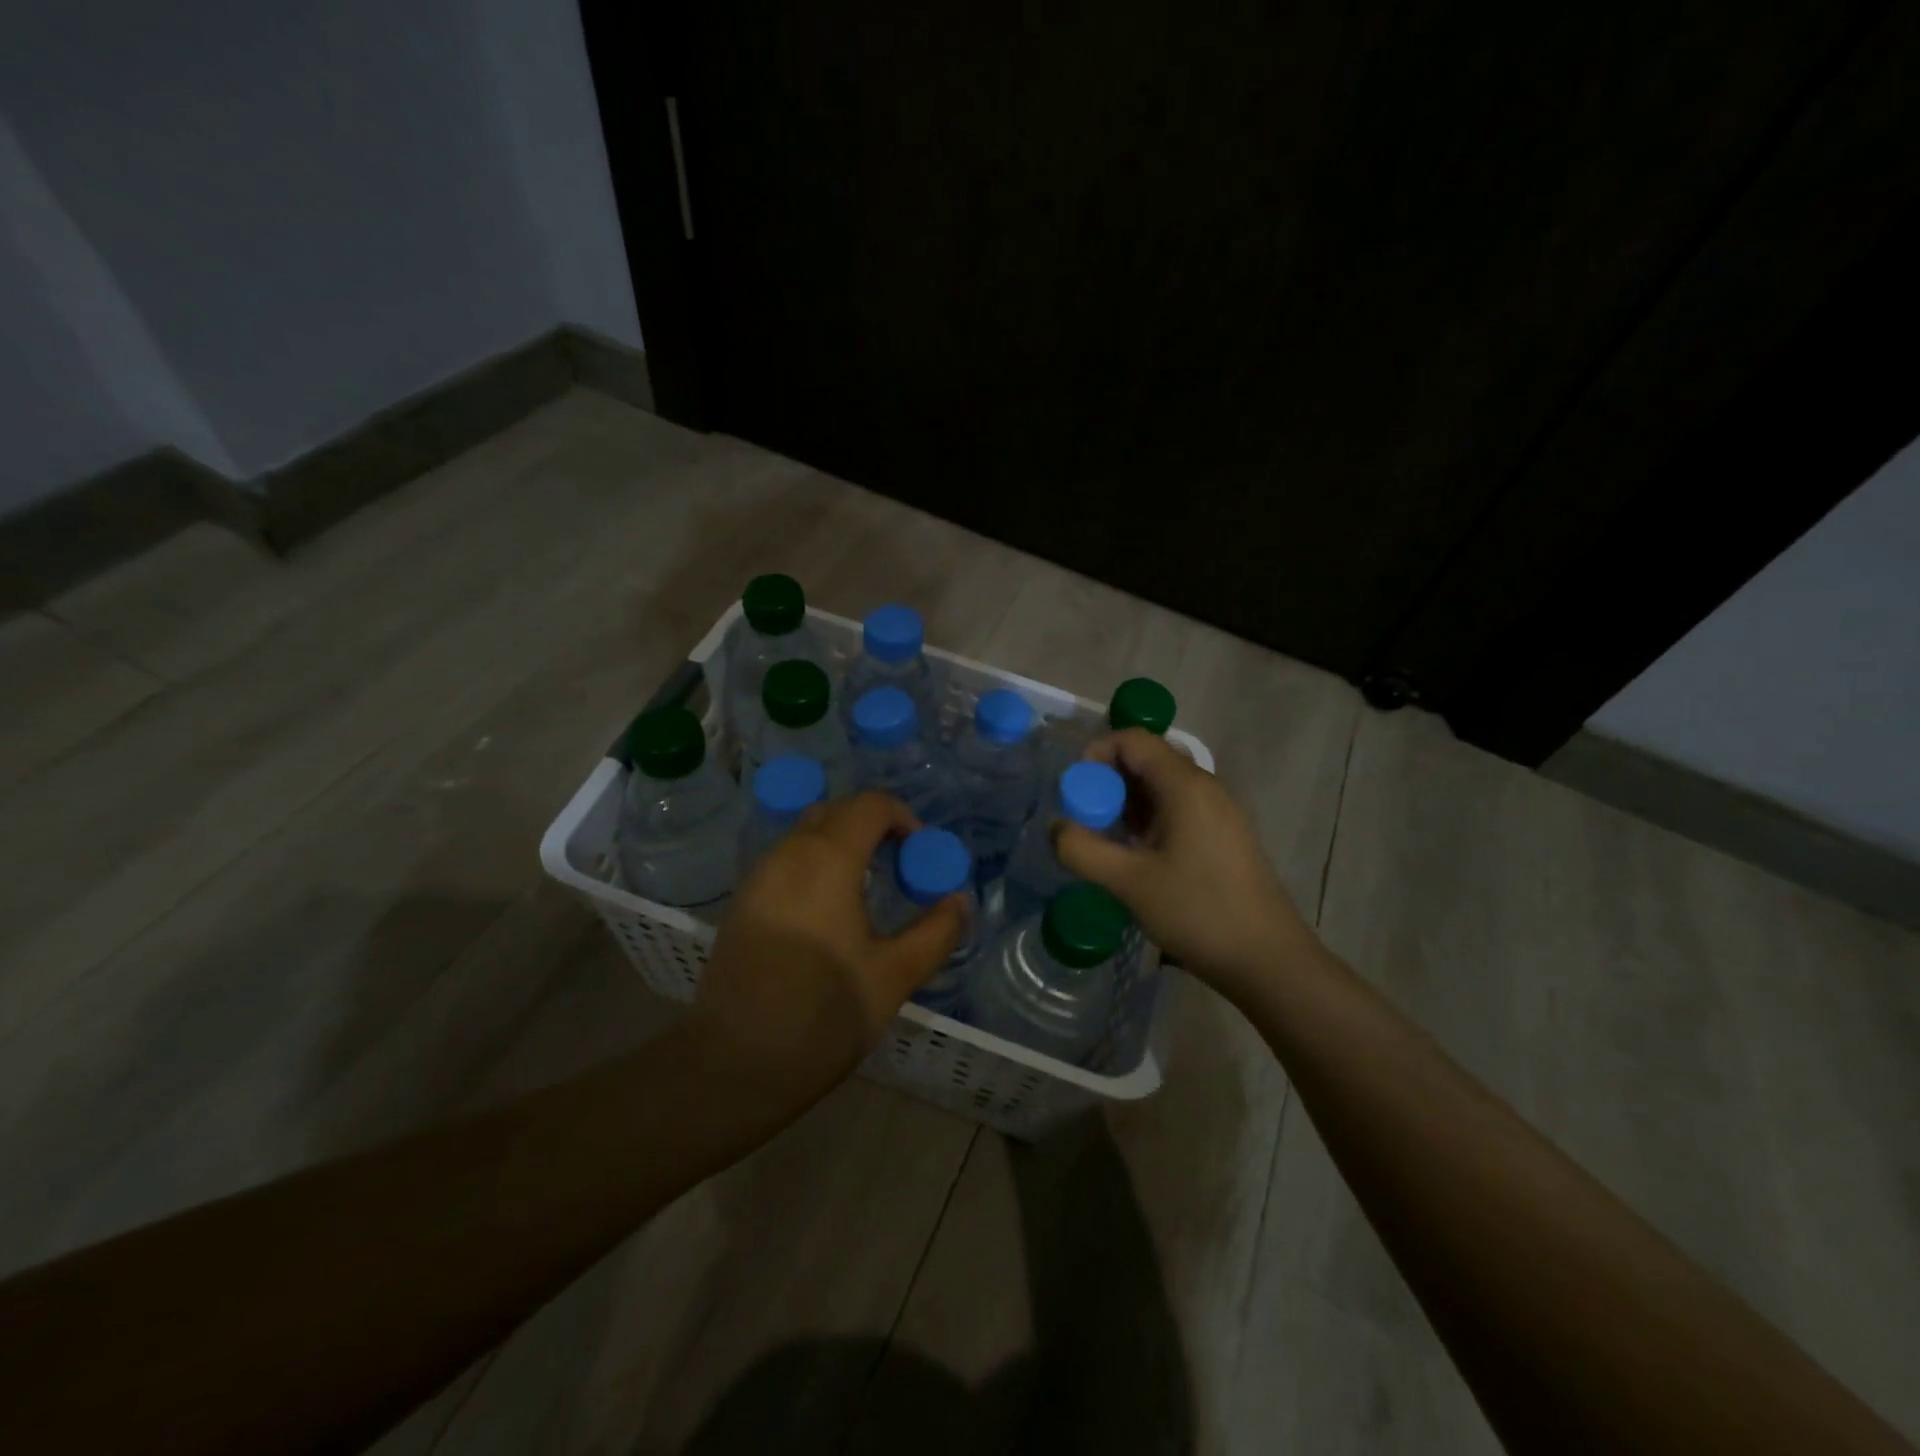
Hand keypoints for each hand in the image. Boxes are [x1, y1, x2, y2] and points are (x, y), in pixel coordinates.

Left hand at [691, 791, 966, 1110]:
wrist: (733, 1065)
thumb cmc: (823, 1016)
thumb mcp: (894, 976)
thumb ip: (935, 932)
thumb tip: (960, 901)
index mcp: (828, 859)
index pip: (871, 805)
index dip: (904, 818)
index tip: (921, 858)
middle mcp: (788, 853)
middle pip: (837, 812)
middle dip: (875, 828)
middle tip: (899, 870)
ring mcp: (758, 876)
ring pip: (807, 834)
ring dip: (843, 845)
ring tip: (868, 892)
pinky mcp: (742, 902)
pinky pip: (787, 860)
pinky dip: (816, 865)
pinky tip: (830, 914)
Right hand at [1053, 728, 1314, 1005]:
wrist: (1268, 960)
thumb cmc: (1198, 912)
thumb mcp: (1129, 882)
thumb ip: (1083, 850)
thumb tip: (1056, 827)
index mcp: (1185, 786)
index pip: (1133, 739)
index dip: (1097, 754)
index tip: (1076, 792)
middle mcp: (1205, 786)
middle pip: (1148, 759)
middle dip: (1109, 782)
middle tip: (1089, 821)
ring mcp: (1219, 811)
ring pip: (1163, 786)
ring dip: (1128, 803)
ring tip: (1111, 842)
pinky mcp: (1224, 834)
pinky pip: (1179, 808)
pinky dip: (1150, 819)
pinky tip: (1140, 857)